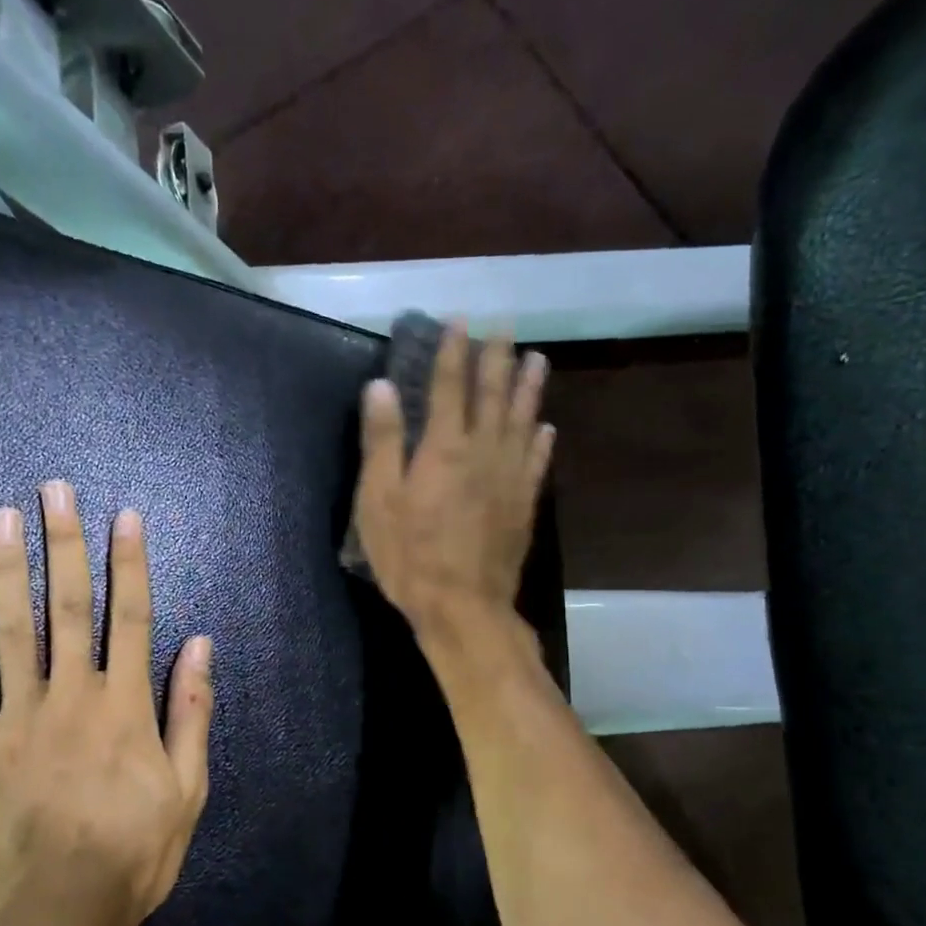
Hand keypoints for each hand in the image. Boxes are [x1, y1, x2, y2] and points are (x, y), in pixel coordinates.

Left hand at [0, 481, 213, 924]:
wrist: (61, 912)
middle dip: (64, 544)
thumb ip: (191, 713)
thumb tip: (201, 647)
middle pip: (68, 607)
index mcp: (124, 705)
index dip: (129, 564)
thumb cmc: (135, 850)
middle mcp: (72, 696)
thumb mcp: (188, 788)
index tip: (124, 518)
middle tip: (54, 491)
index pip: (130, 617)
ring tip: (3, 519)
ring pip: (12, 631)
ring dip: (9, 570)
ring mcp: (18, 718)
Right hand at [353, 325, 553, 635]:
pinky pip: (536, 462)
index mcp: (444, 447)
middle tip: (506, 326)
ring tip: (536, 359)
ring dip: (529, 387)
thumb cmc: (410, 556)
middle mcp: (483, 451)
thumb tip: (381, 386)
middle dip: (497, 357)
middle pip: (493, 394)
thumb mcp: (379, 500)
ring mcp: (509, 477)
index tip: (461, 319)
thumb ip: (382, 441)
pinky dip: (541, 440)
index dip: (454, 350)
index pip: (451, 386)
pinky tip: (546, 427)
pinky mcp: (523, 504)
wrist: (463, 606)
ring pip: (522, 420)